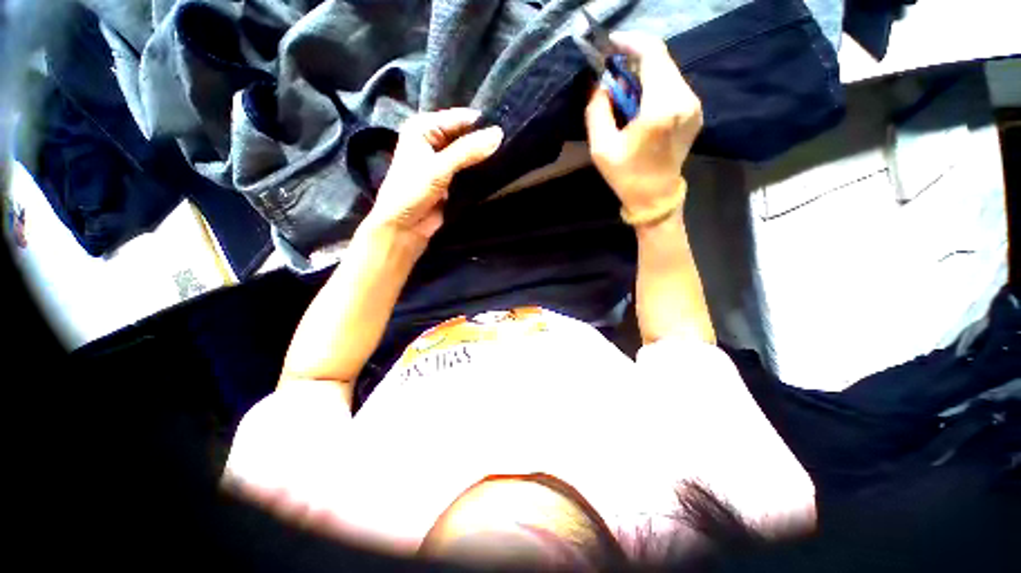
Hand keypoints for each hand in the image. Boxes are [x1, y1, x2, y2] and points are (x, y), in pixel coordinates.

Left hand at [364, 108, 503, 243]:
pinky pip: (471, 171)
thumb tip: (499, 134)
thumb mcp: (439, 168)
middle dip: (486, 141)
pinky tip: (500, 172)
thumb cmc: (412, 192)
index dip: (483, 124)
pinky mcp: (452, 180)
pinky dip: (481, 172)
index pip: (460, 118)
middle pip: (467, 135)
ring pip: (471, 154)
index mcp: (424, 128)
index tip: (509, 129)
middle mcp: (434, 140)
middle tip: (512, 145)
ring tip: (511, 157)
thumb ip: (468, 151)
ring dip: (485, 158)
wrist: (404, 227)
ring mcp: (444, 162)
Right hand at [585, 32, 702, 217]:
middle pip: (661, 59)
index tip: (611, 45)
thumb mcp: (601, 147)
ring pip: (668, 71)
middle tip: (612, 70)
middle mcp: (684, 99)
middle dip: (634, 58)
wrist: (655, 197)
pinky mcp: (695, 111)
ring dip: (644, 72)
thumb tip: (601, 84)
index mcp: (661, 107)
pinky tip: (640, 100)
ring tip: (623, 88)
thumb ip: (597, 110)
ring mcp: (693, 105)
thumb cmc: (626, 176)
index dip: (630, 42)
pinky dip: (655, 84)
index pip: (652, 53)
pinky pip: (673, 85)